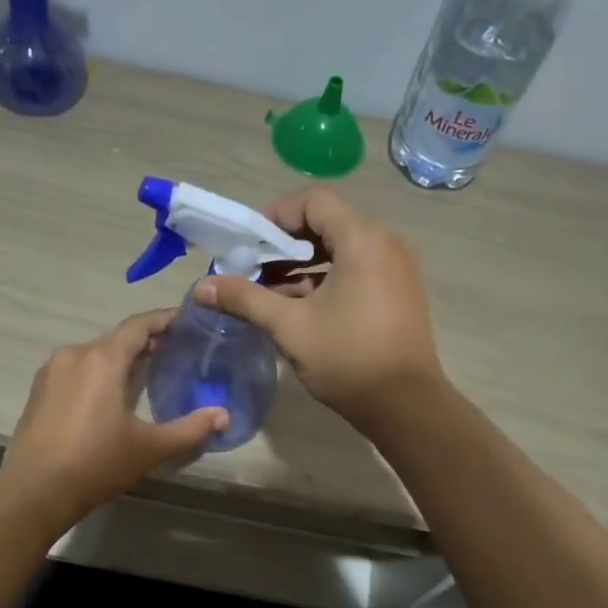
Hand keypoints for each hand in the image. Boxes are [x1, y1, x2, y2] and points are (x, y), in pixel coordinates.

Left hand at [0, 310, 226, 528]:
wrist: (34, 492)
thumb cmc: (96, 463)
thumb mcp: (150, 448)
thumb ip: (190, 428)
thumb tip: (224, 416)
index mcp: (102, 358)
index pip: (139, 325)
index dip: (165, 319)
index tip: (188, 321)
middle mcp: (74, 354)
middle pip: (117, 339)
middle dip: (147, 342)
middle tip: (176, 352)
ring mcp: (52, 372)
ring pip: (95, 355)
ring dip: (121, 360)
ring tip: (148, 374)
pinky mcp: (39, 391)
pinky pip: (76, 371)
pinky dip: (99, 374)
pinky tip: (112, 396)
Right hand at [194, 187, 442, 426]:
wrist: (405, 405)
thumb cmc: (347, 359)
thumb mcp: (289, 327)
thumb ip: (245, 299)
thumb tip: (202, 287)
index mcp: (362, 241)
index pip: (313, 202)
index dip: (275, 215)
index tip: (249, 244)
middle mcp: (385, 244)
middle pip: (327, 224)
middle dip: (284, 244)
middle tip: (252, 269)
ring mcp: (396, 269)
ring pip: (341, 250)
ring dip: (303, 265)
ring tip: (269, 292)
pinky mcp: (399, 292)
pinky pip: (357, 270)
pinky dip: (326, 279)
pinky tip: (299, 308)